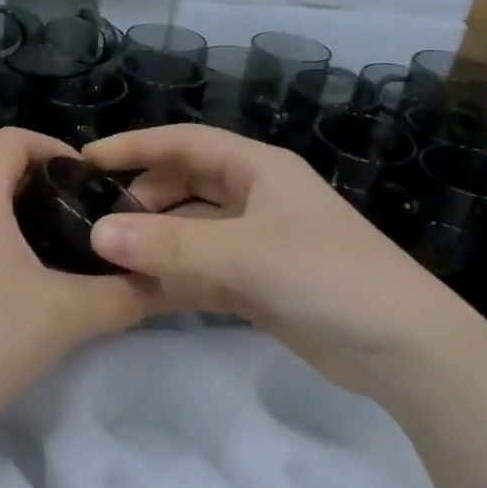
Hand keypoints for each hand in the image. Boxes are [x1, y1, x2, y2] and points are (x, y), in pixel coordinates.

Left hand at [0, 127, 155, 448]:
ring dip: (19, 229)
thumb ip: (123, 295)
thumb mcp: (66, 316)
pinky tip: (17, 302)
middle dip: (45, 194)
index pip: (13, 141)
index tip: (91, 185)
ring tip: (60, 266)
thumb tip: (162, 283)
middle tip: (88, 230)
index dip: (56, 149)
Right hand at [83, 125, 473, 403]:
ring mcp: (259, 243)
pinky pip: (204, 272)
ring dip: (156, 244)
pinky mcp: (260, 284)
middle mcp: (256, 198)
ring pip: (192, 232)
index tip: (87, 160)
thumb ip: (170, 246)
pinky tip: (138, 293)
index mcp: (259, 169)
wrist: (399, 345)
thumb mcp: (245, 254)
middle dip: (143, 198)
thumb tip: (96, 235)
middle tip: (97, 222)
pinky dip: (174, 279)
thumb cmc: (327, 275)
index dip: (136, 146)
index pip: (185, 142)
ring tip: (106, 261)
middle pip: (186, 185)